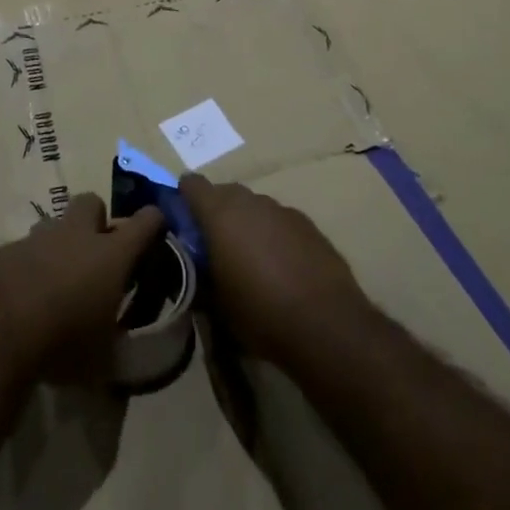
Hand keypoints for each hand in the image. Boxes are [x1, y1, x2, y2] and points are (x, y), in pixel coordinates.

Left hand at [0, 193, 165, 380]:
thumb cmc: (62, 342)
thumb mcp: (103, 360)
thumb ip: (117, 346)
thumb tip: (123, 350)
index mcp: (110, 254)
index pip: (146, 222)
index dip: (153, 223)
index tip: (156, 231)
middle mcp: (76, 234)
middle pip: (92, 203)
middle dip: (96, 221)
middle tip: (95, 254)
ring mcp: (37, 238)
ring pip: (54, 224)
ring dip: (59, 244)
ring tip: (55, 279)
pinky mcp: (4, 250)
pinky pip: (22, 250)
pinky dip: (26, 265)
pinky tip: (20, 295)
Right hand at [181, 175, 370, 366]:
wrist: (326, 324)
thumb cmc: (260, 313)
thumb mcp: (216, 304)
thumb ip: (199, 274)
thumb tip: (192, 266)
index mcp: (220, 213)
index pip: (192, 184)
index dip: (184, 198)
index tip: (182, 221)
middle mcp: (250, 201)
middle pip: (224, 193)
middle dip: (216, 212)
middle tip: (214, 246)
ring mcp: (282, 210)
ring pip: (254, 207)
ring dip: (247, 223)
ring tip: (250, 259)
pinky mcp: (308, 224)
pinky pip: (279, 221)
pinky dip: (273, 234)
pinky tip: (281, 266)